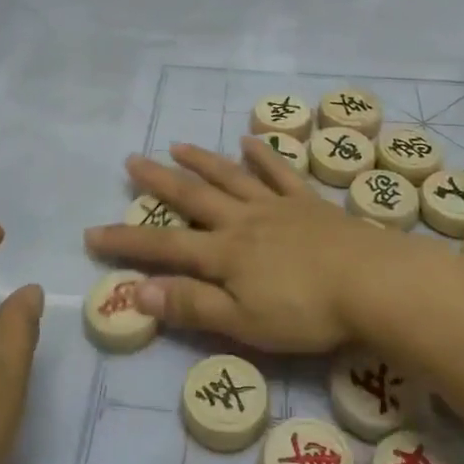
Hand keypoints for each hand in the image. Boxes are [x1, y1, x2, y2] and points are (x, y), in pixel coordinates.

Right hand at [83, 140, 395, 352]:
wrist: (372, 282)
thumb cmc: (305, 311)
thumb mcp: (242, 321)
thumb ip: (191, 304)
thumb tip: (137, 291)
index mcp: (224, 254)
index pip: (164, 246)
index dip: (127, 241)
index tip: (92, 232)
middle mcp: (242, 221)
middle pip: (193, 197)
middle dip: (159, 181)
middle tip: (132, 160)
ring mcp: (276, 206)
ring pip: (230, 177)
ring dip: (201, 160)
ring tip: (177, 145)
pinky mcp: (308, 202)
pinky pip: (280, 173)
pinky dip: (263, 156)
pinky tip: (250, 141)